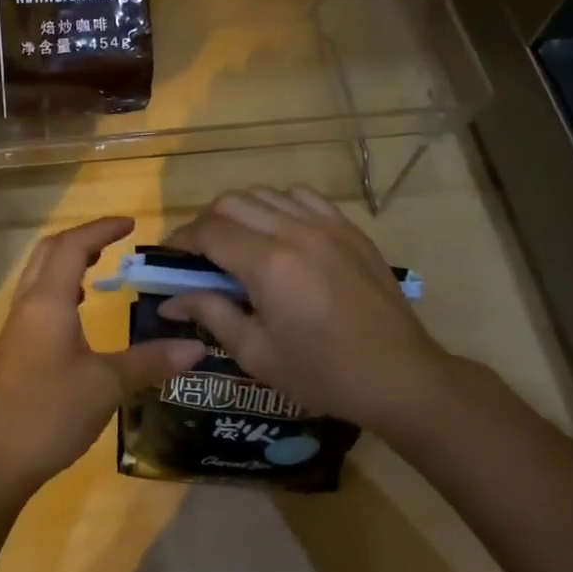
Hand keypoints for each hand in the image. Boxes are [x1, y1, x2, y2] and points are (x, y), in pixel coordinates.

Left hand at [0, 216, 205, 498]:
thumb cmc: (48, 412)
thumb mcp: (106, 386)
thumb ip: (150, 362)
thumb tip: (197, 347)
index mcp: (48, 301)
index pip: (73, 247)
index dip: (101, 229)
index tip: (131, 223)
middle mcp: (27, 305)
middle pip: (49, 253)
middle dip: (81, 239)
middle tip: (114, 241)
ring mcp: (16, 329)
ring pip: (39, 277)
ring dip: (66, 263)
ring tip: (98, 270)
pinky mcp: (13, 351)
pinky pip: (36, 302)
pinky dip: (59, 291)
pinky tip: (76, 315)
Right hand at [160, 187, 463, 435]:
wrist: (402, 378)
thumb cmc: (323, 374)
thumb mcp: (257, 354)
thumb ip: (211, 315)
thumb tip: (171, 299)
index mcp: (268, 264)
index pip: (208, 231)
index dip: (181, 239)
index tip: (169, 257)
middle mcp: (294, 231)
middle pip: (231, 202)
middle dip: (206, 222)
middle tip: (200, 255)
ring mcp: (326, 225)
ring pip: (264, 193)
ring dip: (240, 212)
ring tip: (237, 243)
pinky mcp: (349, 228)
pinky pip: (302, 197)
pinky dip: (279, 206)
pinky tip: (279, 233)